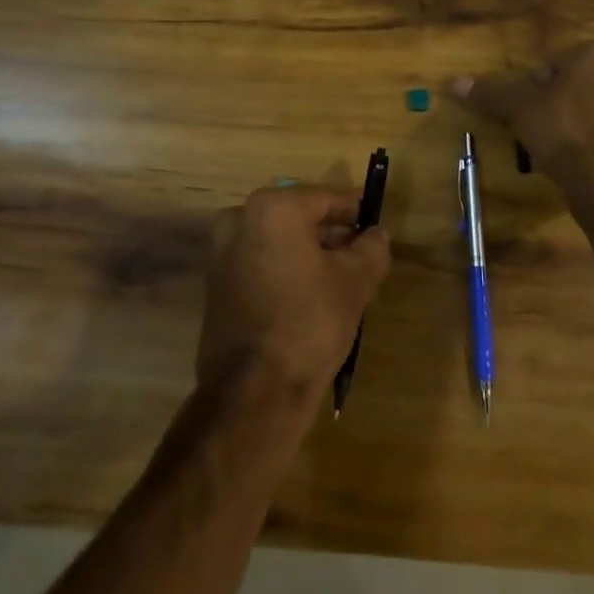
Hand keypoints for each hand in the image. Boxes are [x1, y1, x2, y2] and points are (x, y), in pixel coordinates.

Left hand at [198, 186, 391, 408]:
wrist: (253, 394)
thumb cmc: (308, 324)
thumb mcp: (354, 283)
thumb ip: (371, 248)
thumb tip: (377, 234)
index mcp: (273, 207)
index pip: (326, 198)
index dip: (355, 211)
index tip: (376, 223)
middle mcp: (240, 218)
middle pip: (299, 217)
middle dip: (332, 233)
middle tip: (362, 253)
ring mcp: (222, 251)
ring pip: (279, 240)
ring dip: (309, 252)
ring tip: (342, 277)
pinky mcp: (216, 283)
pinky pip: (261, 262)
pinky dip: (286, 269)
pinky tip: (311, 295)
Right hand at [454, 43, 593, 207]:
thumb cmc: (565, 130)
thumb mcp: (520, 107)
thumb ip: (490, 92)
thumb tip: (453, 82)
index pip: (554, 64)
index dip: (534, 89)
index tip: (528, 113)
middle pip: (575, 85)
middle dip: (555, 105)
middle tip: (539, 131)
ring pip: (593, 108)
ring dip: (573, 123)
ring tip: (556, 149)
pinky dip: (593, 142)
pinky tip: (579, 161)